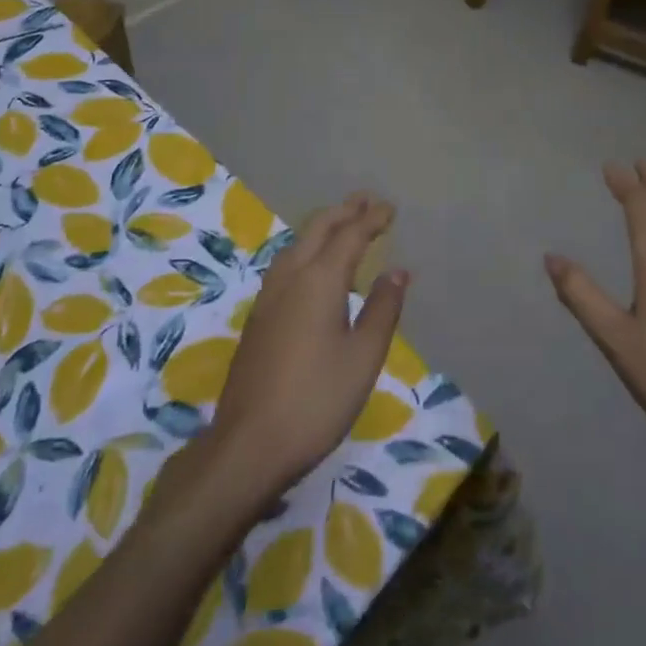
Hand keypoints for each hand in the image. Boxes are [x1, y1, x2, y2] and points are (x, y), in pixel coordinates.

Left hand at [208, 194, 407, 495]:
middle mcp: (290, 278)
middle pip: (317, 230)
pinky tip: (310, 266)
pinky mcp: (258, 318)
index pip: (350, 236)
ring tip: (340, 224)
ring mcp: (268, 297)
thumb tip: (397, 270)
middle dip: (343, 212)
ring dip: (321, 228)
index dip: (371, 219)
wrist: (248, 445)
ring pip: (296, 244)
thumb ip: (382, 309)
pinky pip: (286, 264)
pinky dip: (306, 248)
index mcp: (319, 280)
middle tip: (365, 200)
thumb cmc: (316, 400)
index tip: (390, 208)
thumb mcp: (363, 357)